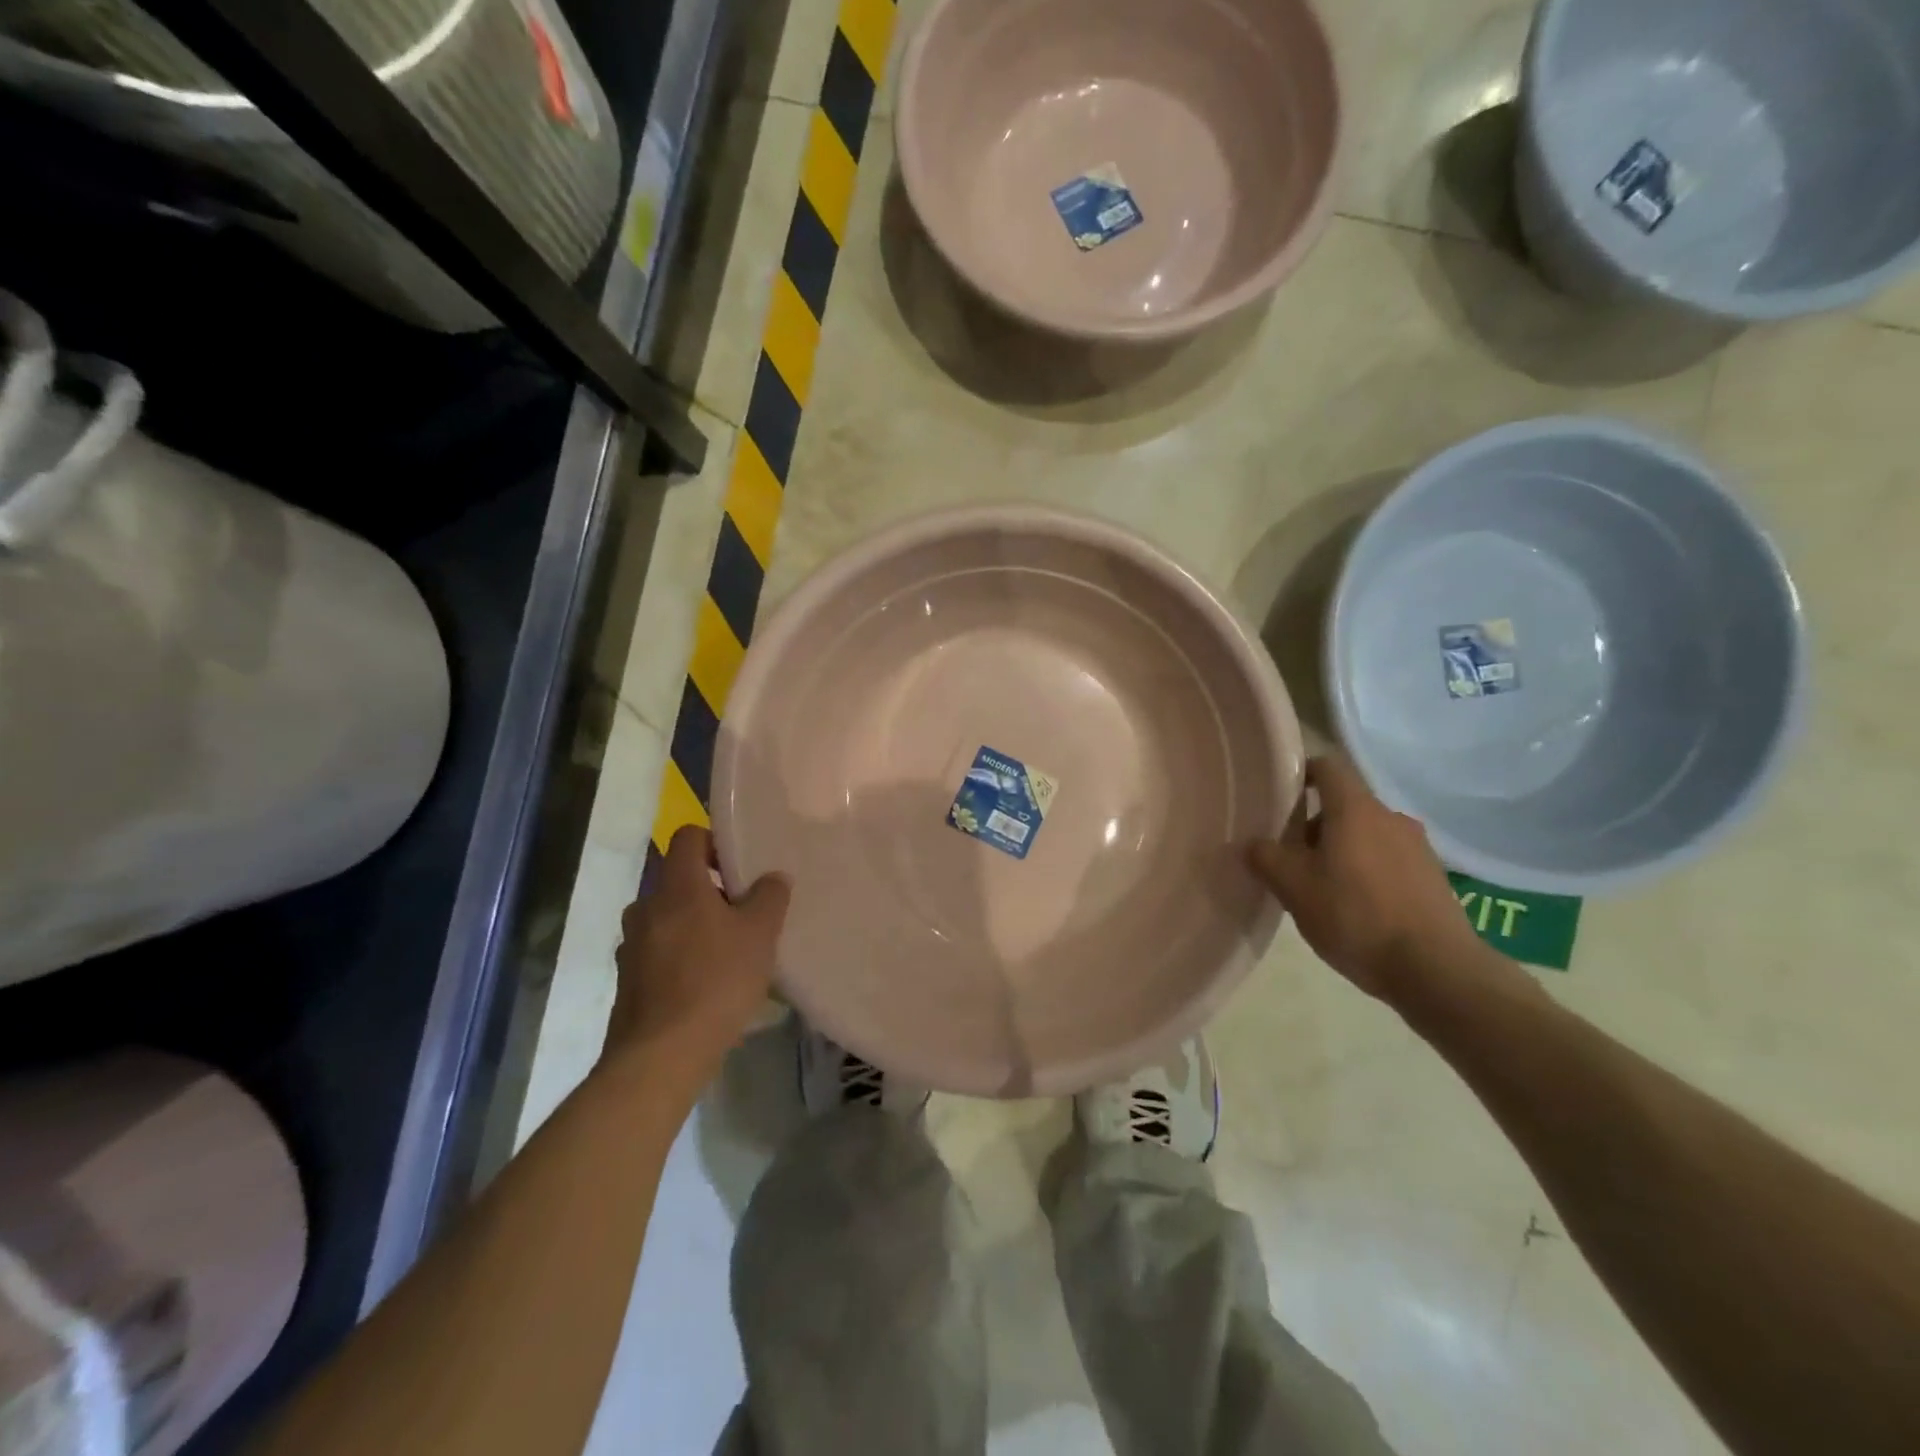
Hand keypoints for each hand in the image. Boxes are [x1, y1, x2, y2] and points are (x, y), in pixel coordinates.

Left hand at [609, 826, 789, 1067]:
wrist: (661, 1055)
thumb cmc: (716, 981)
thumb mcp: (760, 934)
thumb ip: (769, 897)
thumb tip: (773, 877)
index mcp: (677, 887)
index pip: (687, 836)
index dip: (714, 841)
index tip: (739, 867)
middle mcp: (646, 908)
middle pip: (679, 881)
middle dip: (711, 892)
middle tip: (743, 915)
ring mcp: (631, 945)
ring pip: (668, 919)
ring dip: (695, 927)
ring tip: (728, 954)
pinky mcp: (627, 980)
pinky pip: (659, 953)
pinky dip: (681, 958)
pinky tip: (707, 987)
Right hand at [1249, 756, 1496, 1002]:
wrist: (1436, 970)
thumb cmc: (1355, 917)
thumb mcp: (1294, 888)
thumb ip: (1266, 858)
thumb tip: (1253, 843)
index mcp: (1355, 810)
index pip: (1327, 767)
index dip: (1301, 774)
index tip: (1280, 796)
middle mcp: (1390, 817)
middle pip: (1344, 805)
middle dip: (1315, 825)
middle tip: (1291, 858)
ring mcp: (1417, 847)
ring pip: (1367, 834)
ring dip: (1341, 850)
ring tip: (1322, 888)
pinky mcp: (1433, 877)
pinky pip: (1389, 859)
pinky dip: (1367, 871)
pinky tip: (1356, 908)